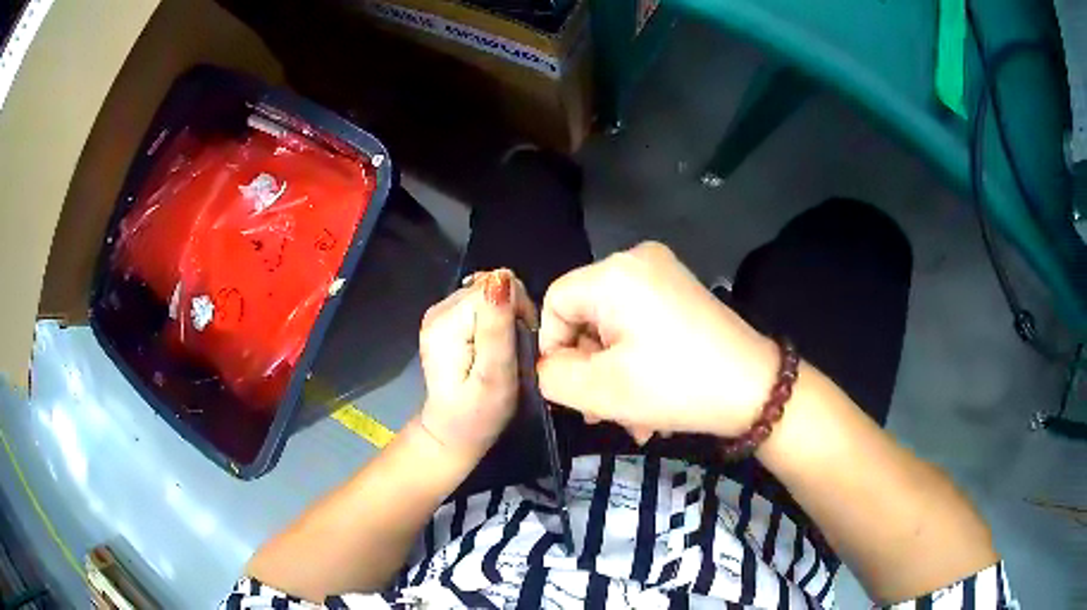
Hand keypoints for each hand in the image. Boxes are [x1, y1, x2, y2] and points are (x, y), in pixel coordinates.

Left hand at [418, 269, 536, 455]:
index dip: (518, 308)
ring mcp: (440, 314)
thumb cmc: (478, 414)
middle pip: (490, 286)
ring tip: (505, 351)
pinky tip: (494, 346)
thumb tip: (501, 278)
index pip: (495, 285)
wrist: (450, 433)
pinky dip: (494, 321)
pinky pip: (481, 305)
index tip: (523, 342)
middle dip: (511, 312)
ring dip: (504, 317)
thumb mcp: (495, 375)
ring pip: (488, 293)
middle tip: (514, 351)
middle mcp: (439, 309)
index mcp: (447, 320)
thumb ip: (497, 328)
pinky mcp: (446, 321)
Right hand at [537, 242, 777, 438]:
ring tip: (630, 418)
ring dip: (614, 373)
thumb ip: (553, 377)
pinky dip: (637, 360)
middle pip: (586, 315)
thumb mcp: (602, 390)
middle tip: (601, 412)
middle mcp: (638, 260)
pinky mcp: (681, 293)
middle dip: (589, 368)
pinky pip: (639, 324)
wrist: (757, 390)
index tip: (574, 389)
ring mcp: (665, 274)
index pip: (555, 303)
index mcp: (615, 273)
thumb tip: (549, 366)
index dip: (554, 349)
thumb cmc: (677, 386)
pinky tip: (650, 400)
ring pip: (613, 326)